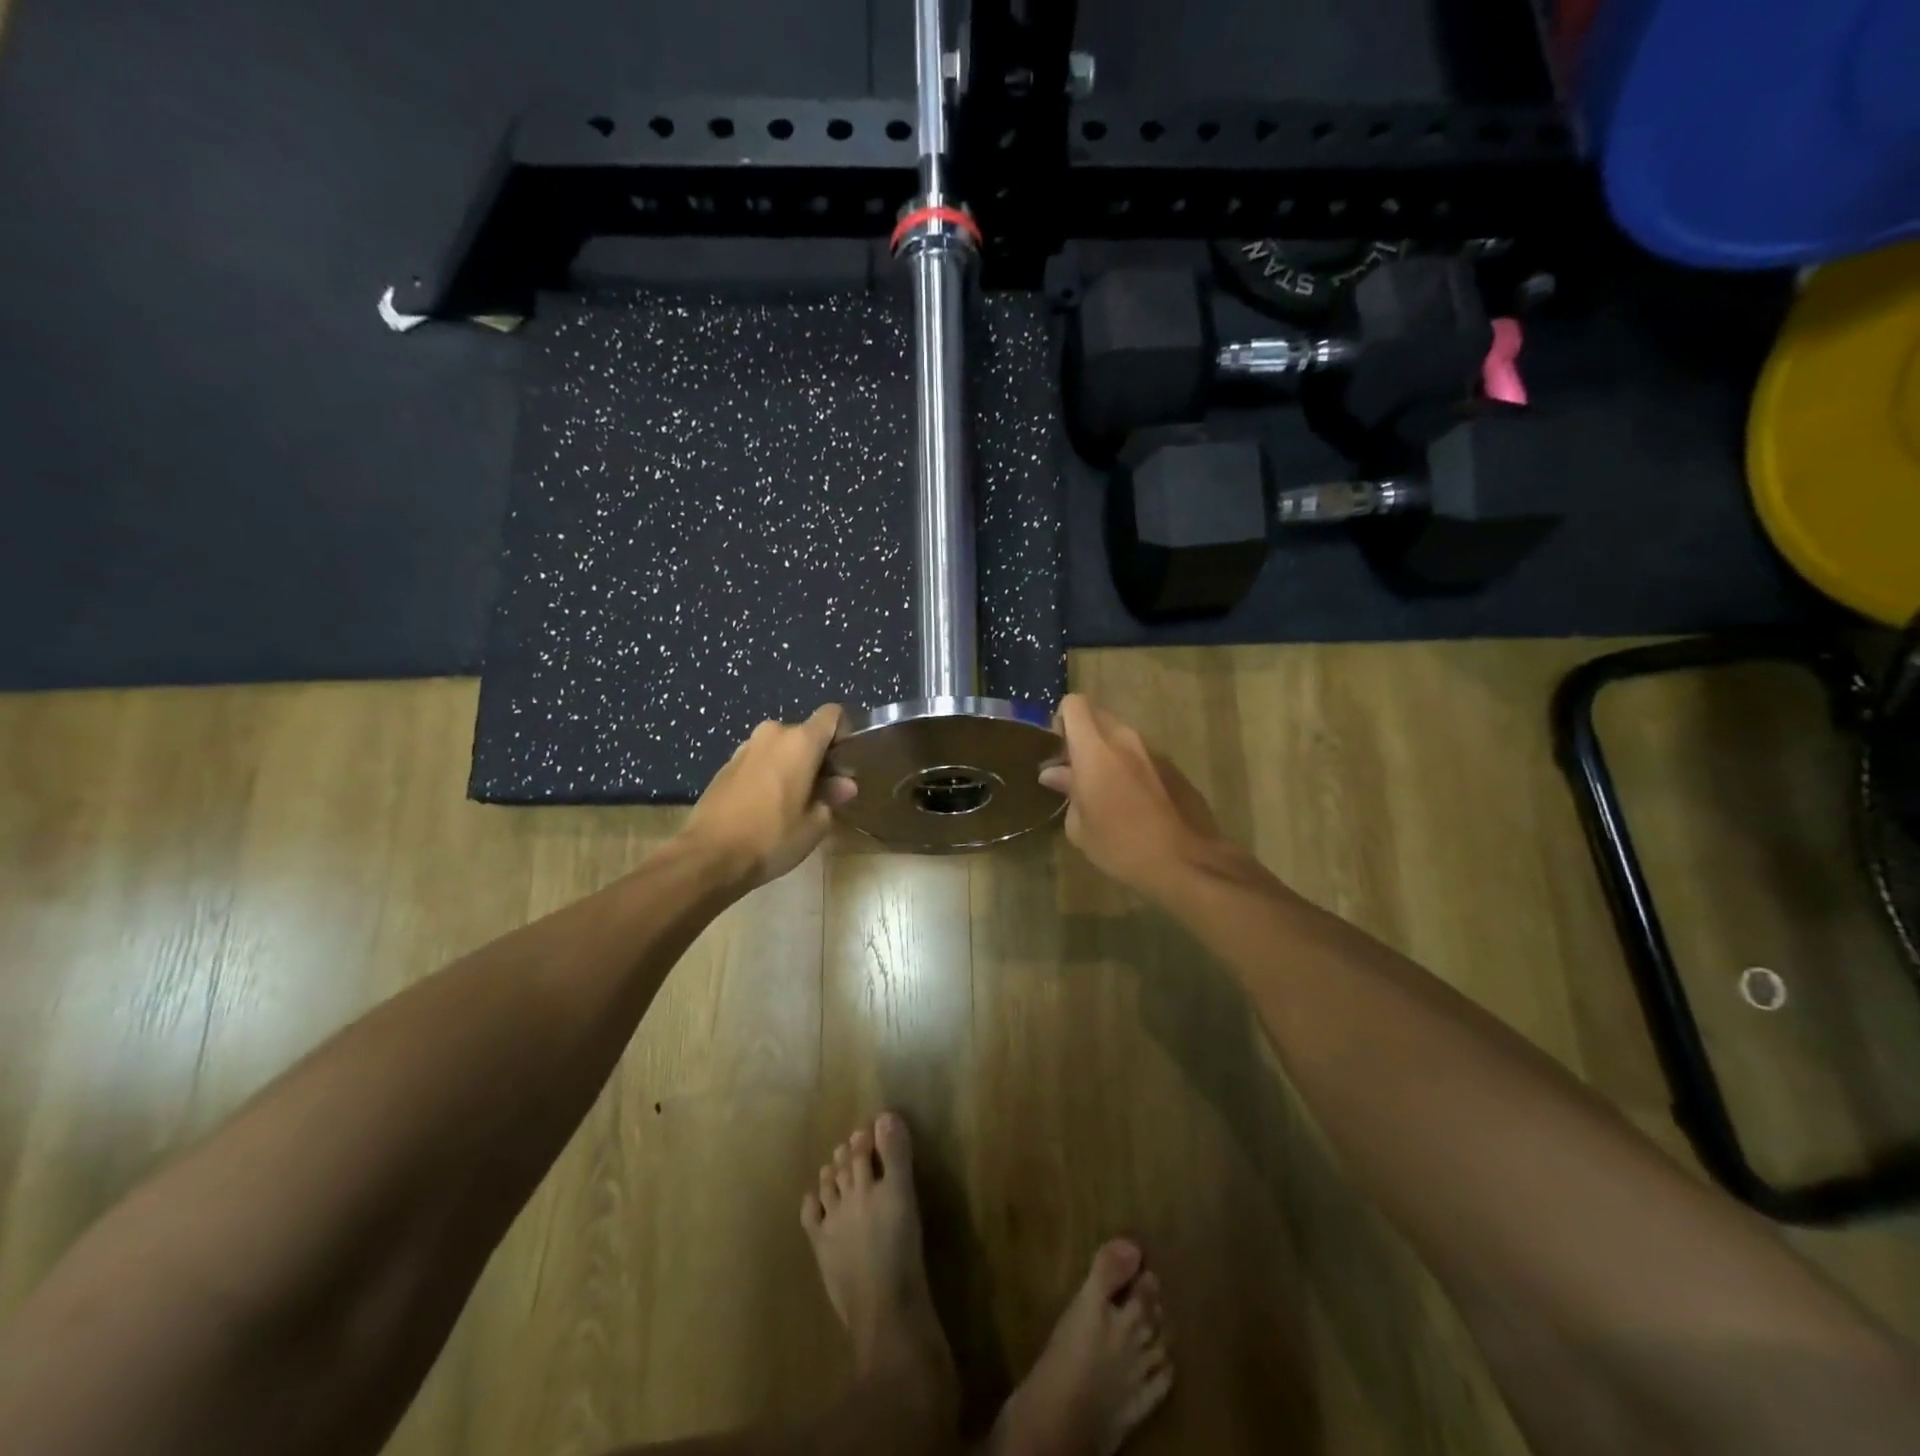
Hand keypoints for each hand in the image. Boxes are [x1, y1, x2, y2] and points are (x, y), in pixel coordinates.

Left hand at [683, 706, 856, 888]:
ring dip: (791, 766)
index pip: (832, 715)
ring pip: (780, 748)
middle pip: (805, 734)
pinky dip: (769, 775)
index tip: (843, 763)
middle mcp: (772, 734)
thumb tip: (844, 785)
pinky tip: (766, 807)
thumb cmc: (771, 838)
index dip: (843, 733)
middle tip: (822, 791)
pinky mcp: (726, 765)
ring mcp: (745, 748)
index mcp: (800, 742)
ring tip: (793, 802)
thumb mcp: (814, 824)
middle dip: (817, 757)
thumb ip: (832, 797)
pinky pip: (759, 761)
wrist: (708, 856)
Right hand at [1038, 695, 1233, 894]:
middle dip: (1083, 734)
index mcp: (1095, 750)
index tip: (1058, 749)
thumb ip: (1067, 790)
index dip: (1061, 719)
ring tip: (1104, 789)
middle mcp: (1125, 740)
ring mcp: (1154, 751)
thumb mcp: (1080, 827)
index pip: (1074, 705)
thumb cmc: (1121, 846)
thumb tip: (1054, 774)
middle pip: (1098, 715)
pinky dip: (1130, 767)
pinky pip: (1142, 755)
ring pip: (1121, 736)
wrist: (1186, 862)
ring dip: (1108, 751)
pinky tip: (1132, 802)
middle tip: (1076, 768)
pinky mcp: (1173, 767)